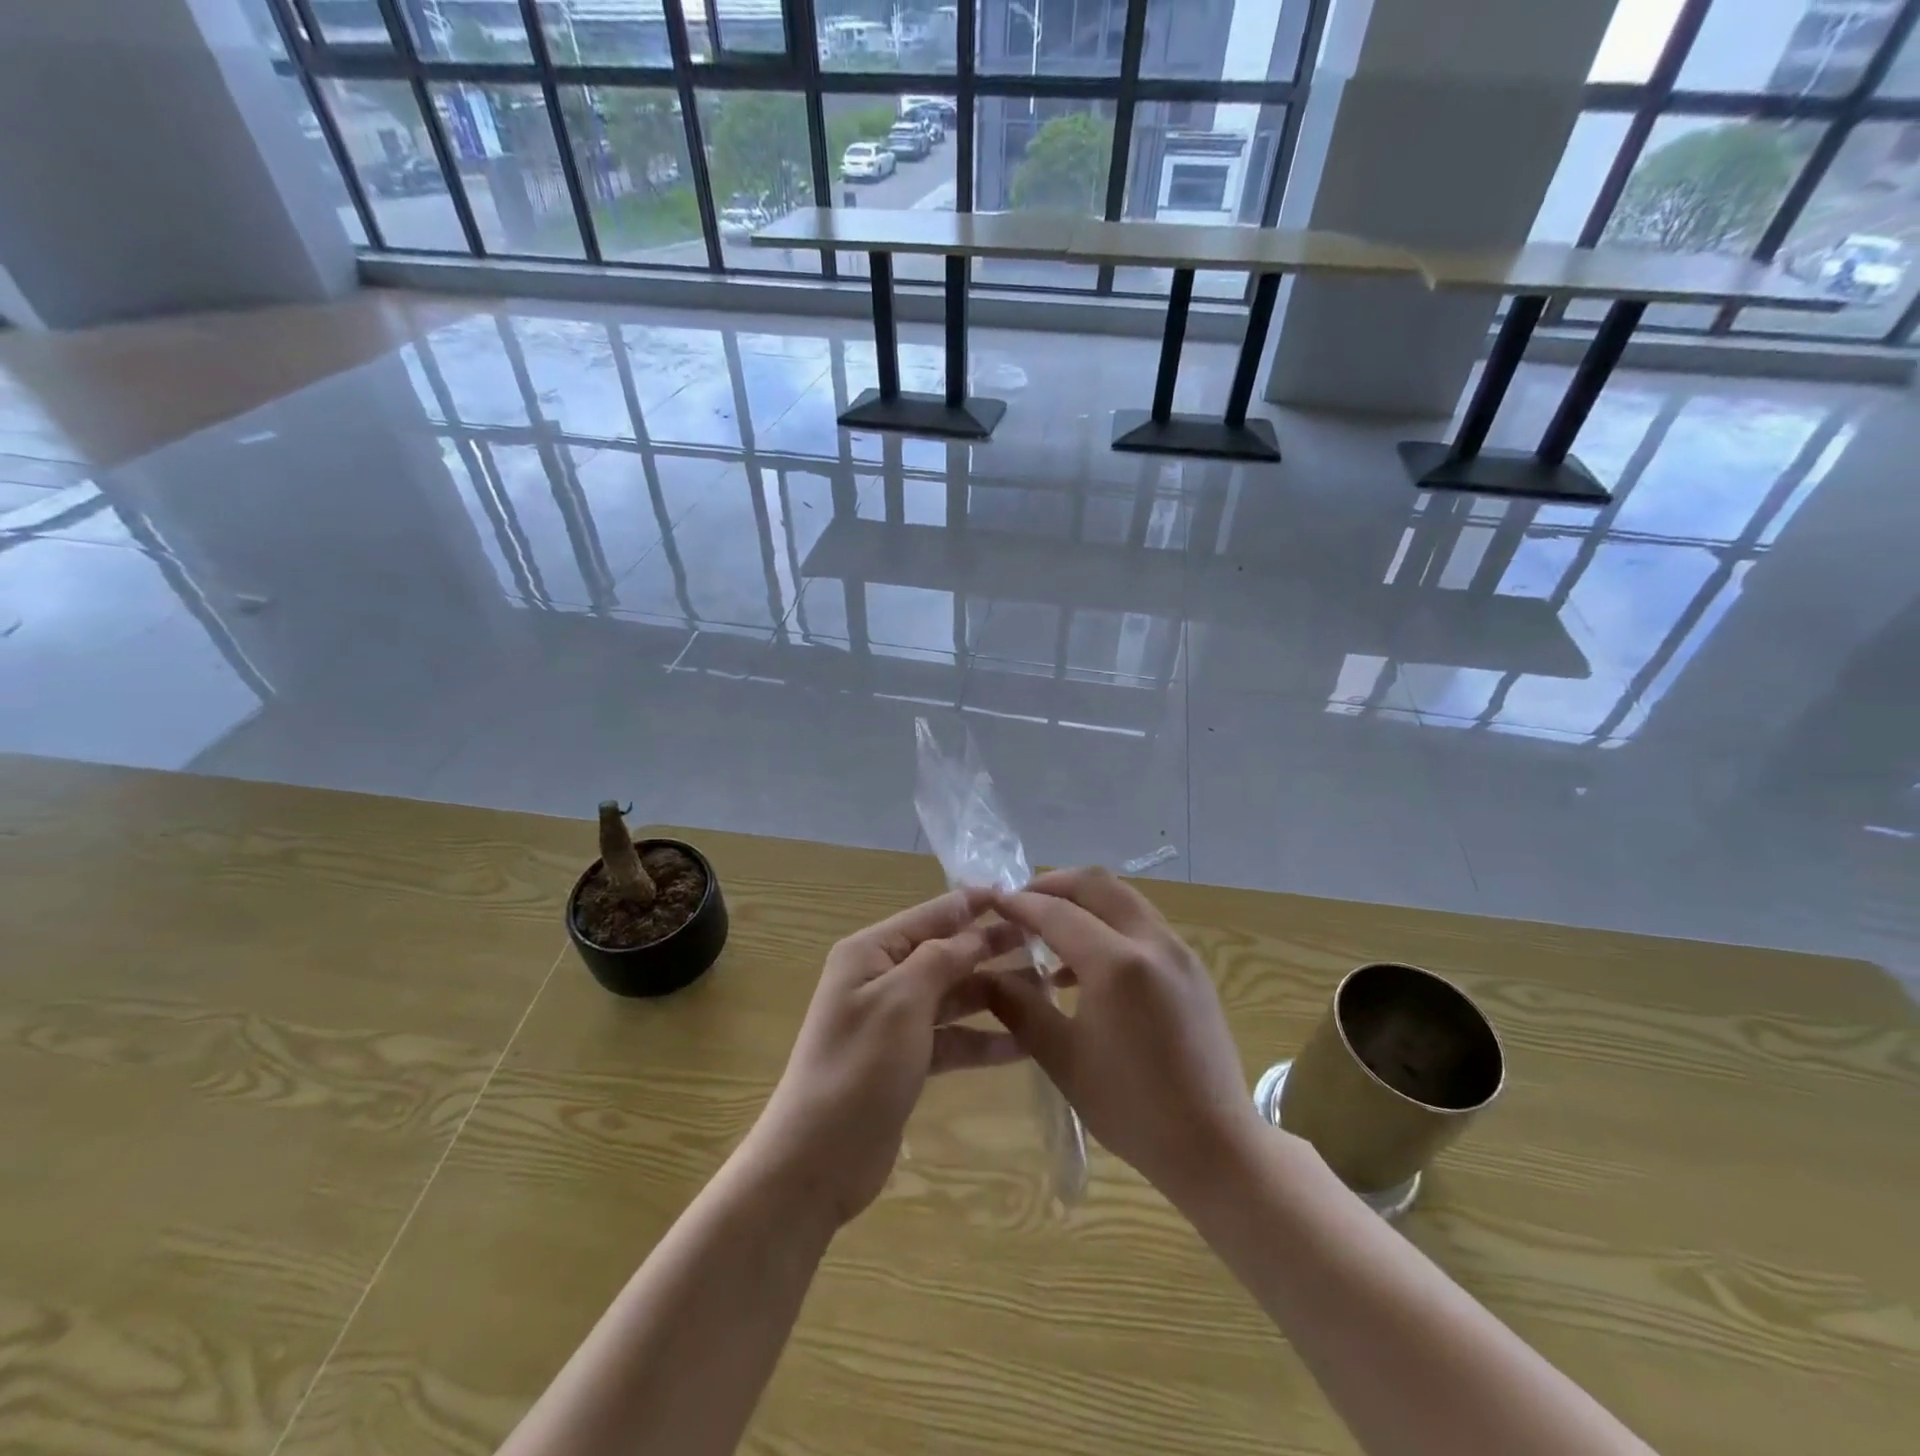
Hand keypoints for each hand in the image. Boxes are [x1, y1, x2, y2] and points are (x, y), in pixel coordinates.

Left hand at [744, 888, 1025, 1228]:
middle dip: (989, 947)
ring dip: (993, 993)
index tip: (1019, 894)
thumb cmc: (859, 1067)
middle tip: (1043, 942)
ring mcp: (894, 1022)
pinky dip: (982, 1039)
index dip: (973, 904)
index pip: (931, 915)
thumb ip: (941, 959)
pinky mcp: (905, 1060)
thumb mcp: (902, 1001)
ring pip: (952, 996)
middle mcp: (881, 979)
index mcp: (870, 953)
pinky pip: (951, 1038)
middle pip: (945, 954)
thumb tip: (974, 932)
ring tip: (1045, 991)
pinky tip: (1024, 1043)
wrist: (817, 1159)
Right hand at [983, 867, 1262, 1207]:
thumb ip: (1020, 1007)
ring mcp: (1179, 951)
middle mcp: (1152, 942)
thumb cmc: (1131, 1108)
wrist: (1215, 1146)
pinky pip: (1143, 923)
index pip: (1058, 913)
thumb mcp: (1063, 1058)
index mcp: (1117, 964)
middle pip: (1097, 884)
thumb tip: (985, 975)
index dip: (1020, 904)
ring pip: (1124, 898)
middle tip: (1021, 902)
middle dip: (1054, 884)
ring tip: (1048, 931)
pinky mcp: (1192, 967)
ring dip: (1084, 902)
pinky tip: (1086, 965)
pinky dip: (1109, 923)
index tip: (992, 902)